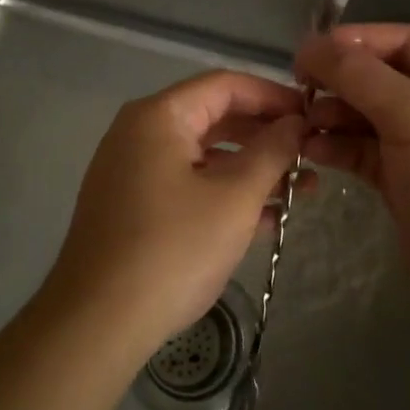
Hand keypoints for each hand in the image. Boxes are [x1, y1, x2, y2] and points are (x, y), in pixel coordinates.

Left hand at [45, 70, 304, 362]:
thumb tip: (296, 123)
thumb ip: (271, 152)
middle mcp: (141, 133)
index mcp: (159, 116)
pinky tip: (268, 219)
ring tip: (302, 190)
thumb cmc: (173, 248)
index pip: (225, 85)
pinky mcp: (133, 206)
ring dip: (252, 169)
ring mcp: (133, 171)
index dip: (273, 96)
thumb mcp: (234, 197)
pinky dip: (225, 194)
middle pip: (215, 118)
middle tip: (312, 154)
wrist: (97, 323)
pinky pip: (188, 184)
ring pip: (205, 155)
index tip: (313, 115)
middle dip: (267, 136)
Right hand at [295, 24, 409, 327]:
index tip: (308, 52)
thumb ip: (363, 77)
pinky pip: (365, 152)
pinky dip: (339, 147)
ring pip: (369, 117)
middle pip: (382, 78)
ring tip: (300, 124)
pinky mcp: (406, 183)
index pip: (404, 41)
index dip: (356, 41)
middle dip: (340, 81)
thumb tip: (313, 46)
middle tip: (297, 89)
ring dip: (334, 115)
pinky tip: (311, 150)